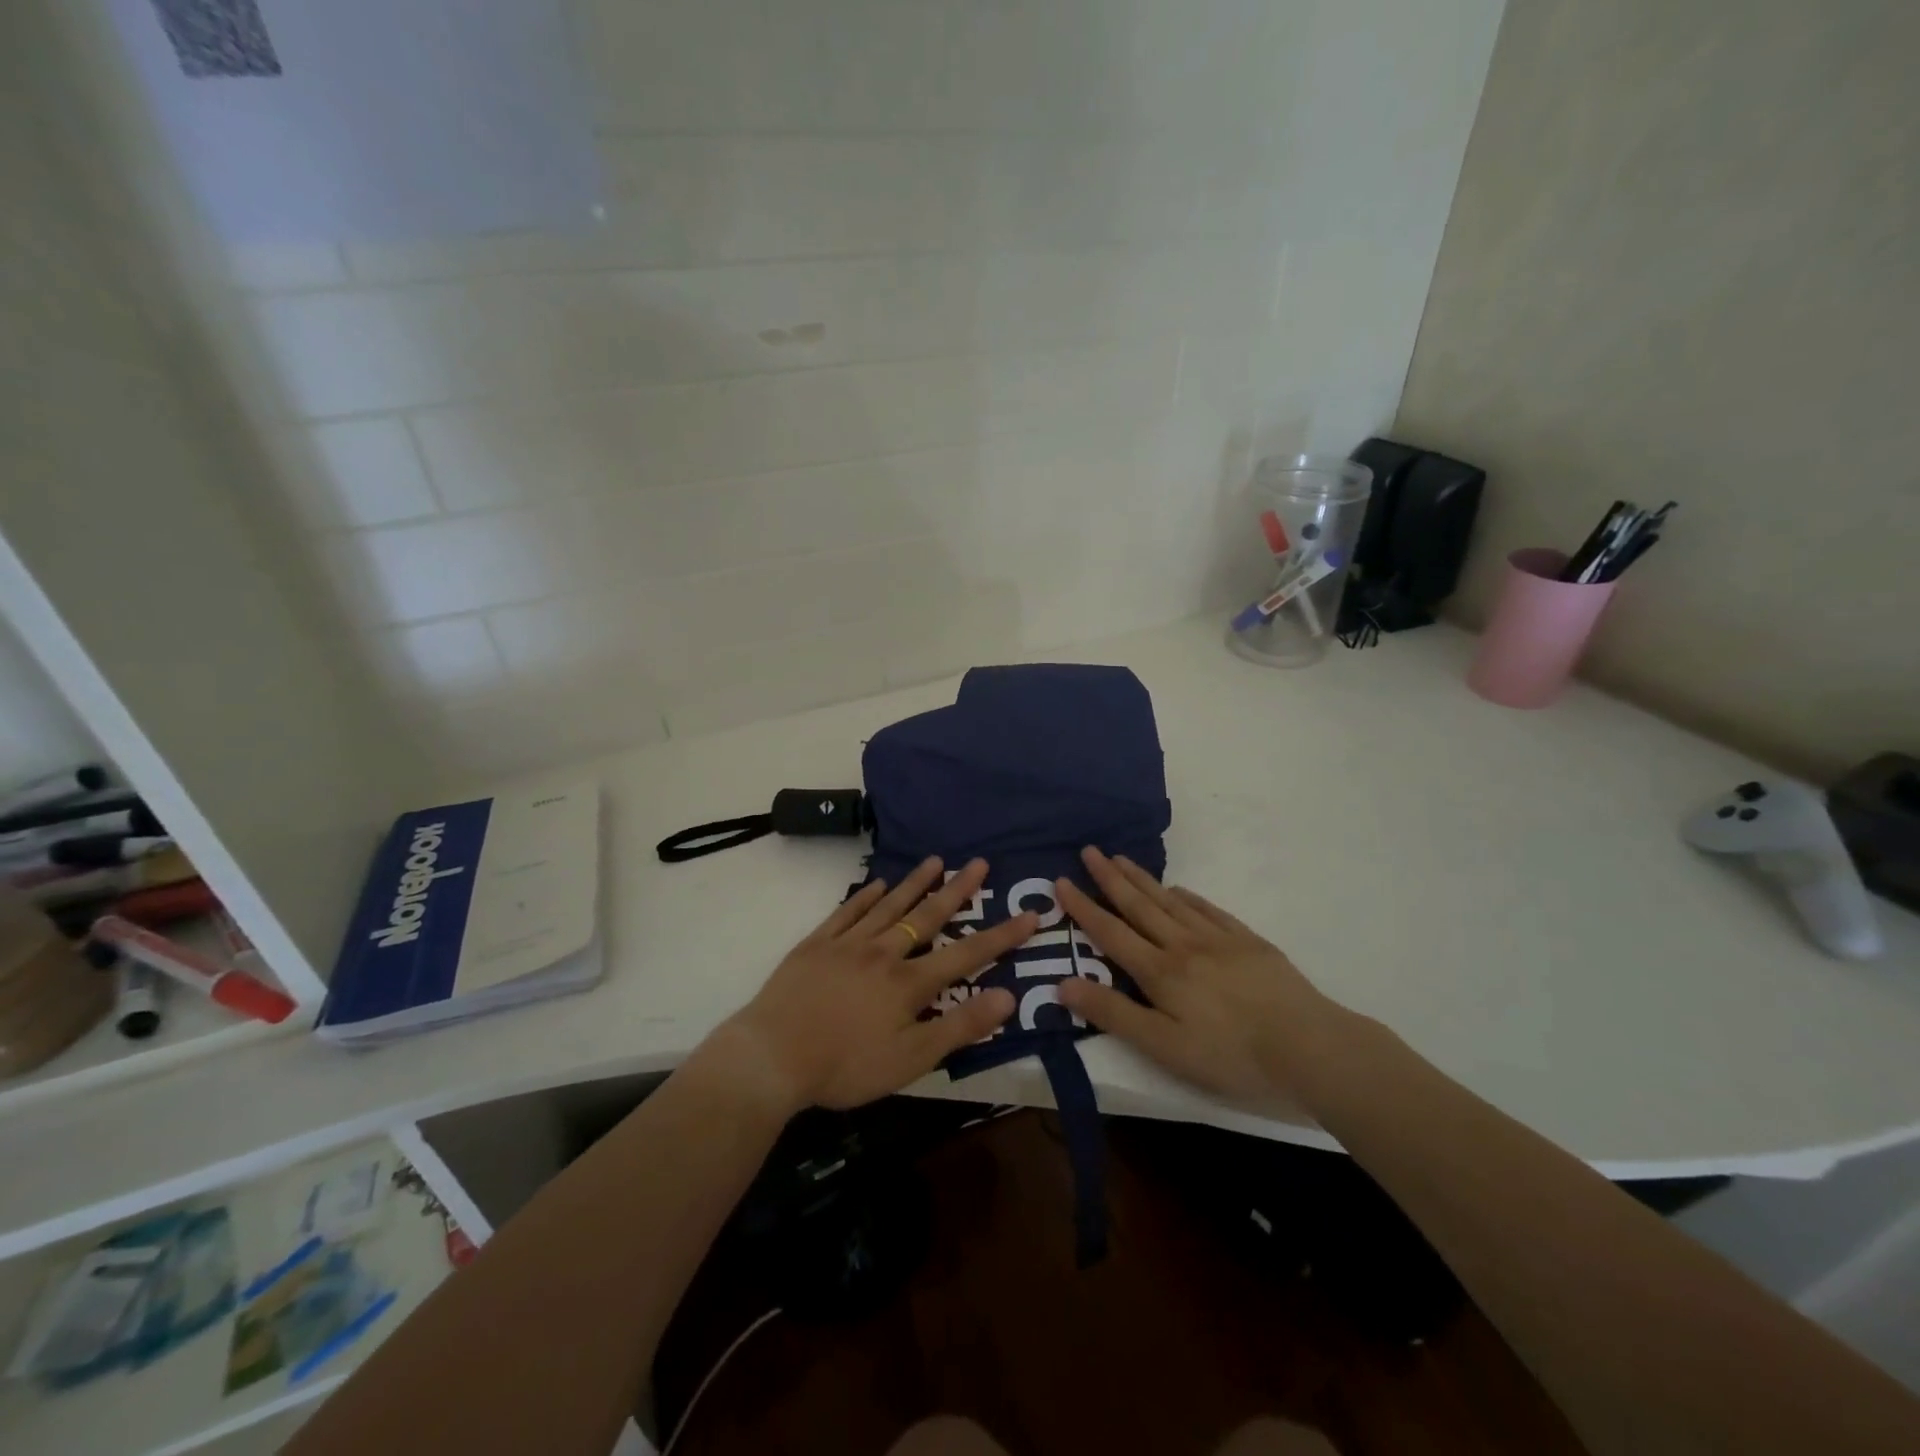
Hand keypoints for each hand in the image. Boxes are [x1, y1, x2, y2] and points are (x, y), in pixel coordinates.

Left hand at [720, 857, 1037, 1111]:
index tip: (1030, 914)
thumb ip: (960, 1026)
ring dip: (915, 883)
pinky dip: (864, 896)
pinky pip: (846, 912)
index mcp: (909, 982)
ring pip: (889, 906)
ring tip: (935, 860)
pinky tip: (876, 884)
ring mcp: (847, 944)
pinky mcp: (816, 945)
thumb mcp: (911, 1059)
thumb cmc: (845, 1065)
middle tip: (978, 862)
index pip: (966, 954)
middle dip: (957, 890)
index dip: (1000, 935)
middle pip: (927, 916)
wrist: (772, 1055)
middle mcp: (884, 952)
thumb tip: (1008, 997)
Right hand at [1054, 847, 1340, 1111]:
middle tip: (1089, 850)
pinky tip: (1178, 890)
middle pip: (1139, 906)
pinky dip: (1186, 896)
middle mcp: (1183, 945)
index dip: (1084, 907)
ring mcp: (1218, 939)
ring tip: (1122, 859)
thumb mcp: (1164, 1047)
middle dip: (1110, 878)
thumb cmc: (1231, 1056)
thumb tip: (1063, 984)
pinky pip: (1207, 909)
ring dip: (1142, 879)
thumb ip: (1113, 1014)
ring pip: (1170, 901)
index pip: (1111, 932)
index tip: (1061, 881)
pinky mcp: (1247, 942)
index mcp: (1160, 972)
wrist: (1309, 1047)